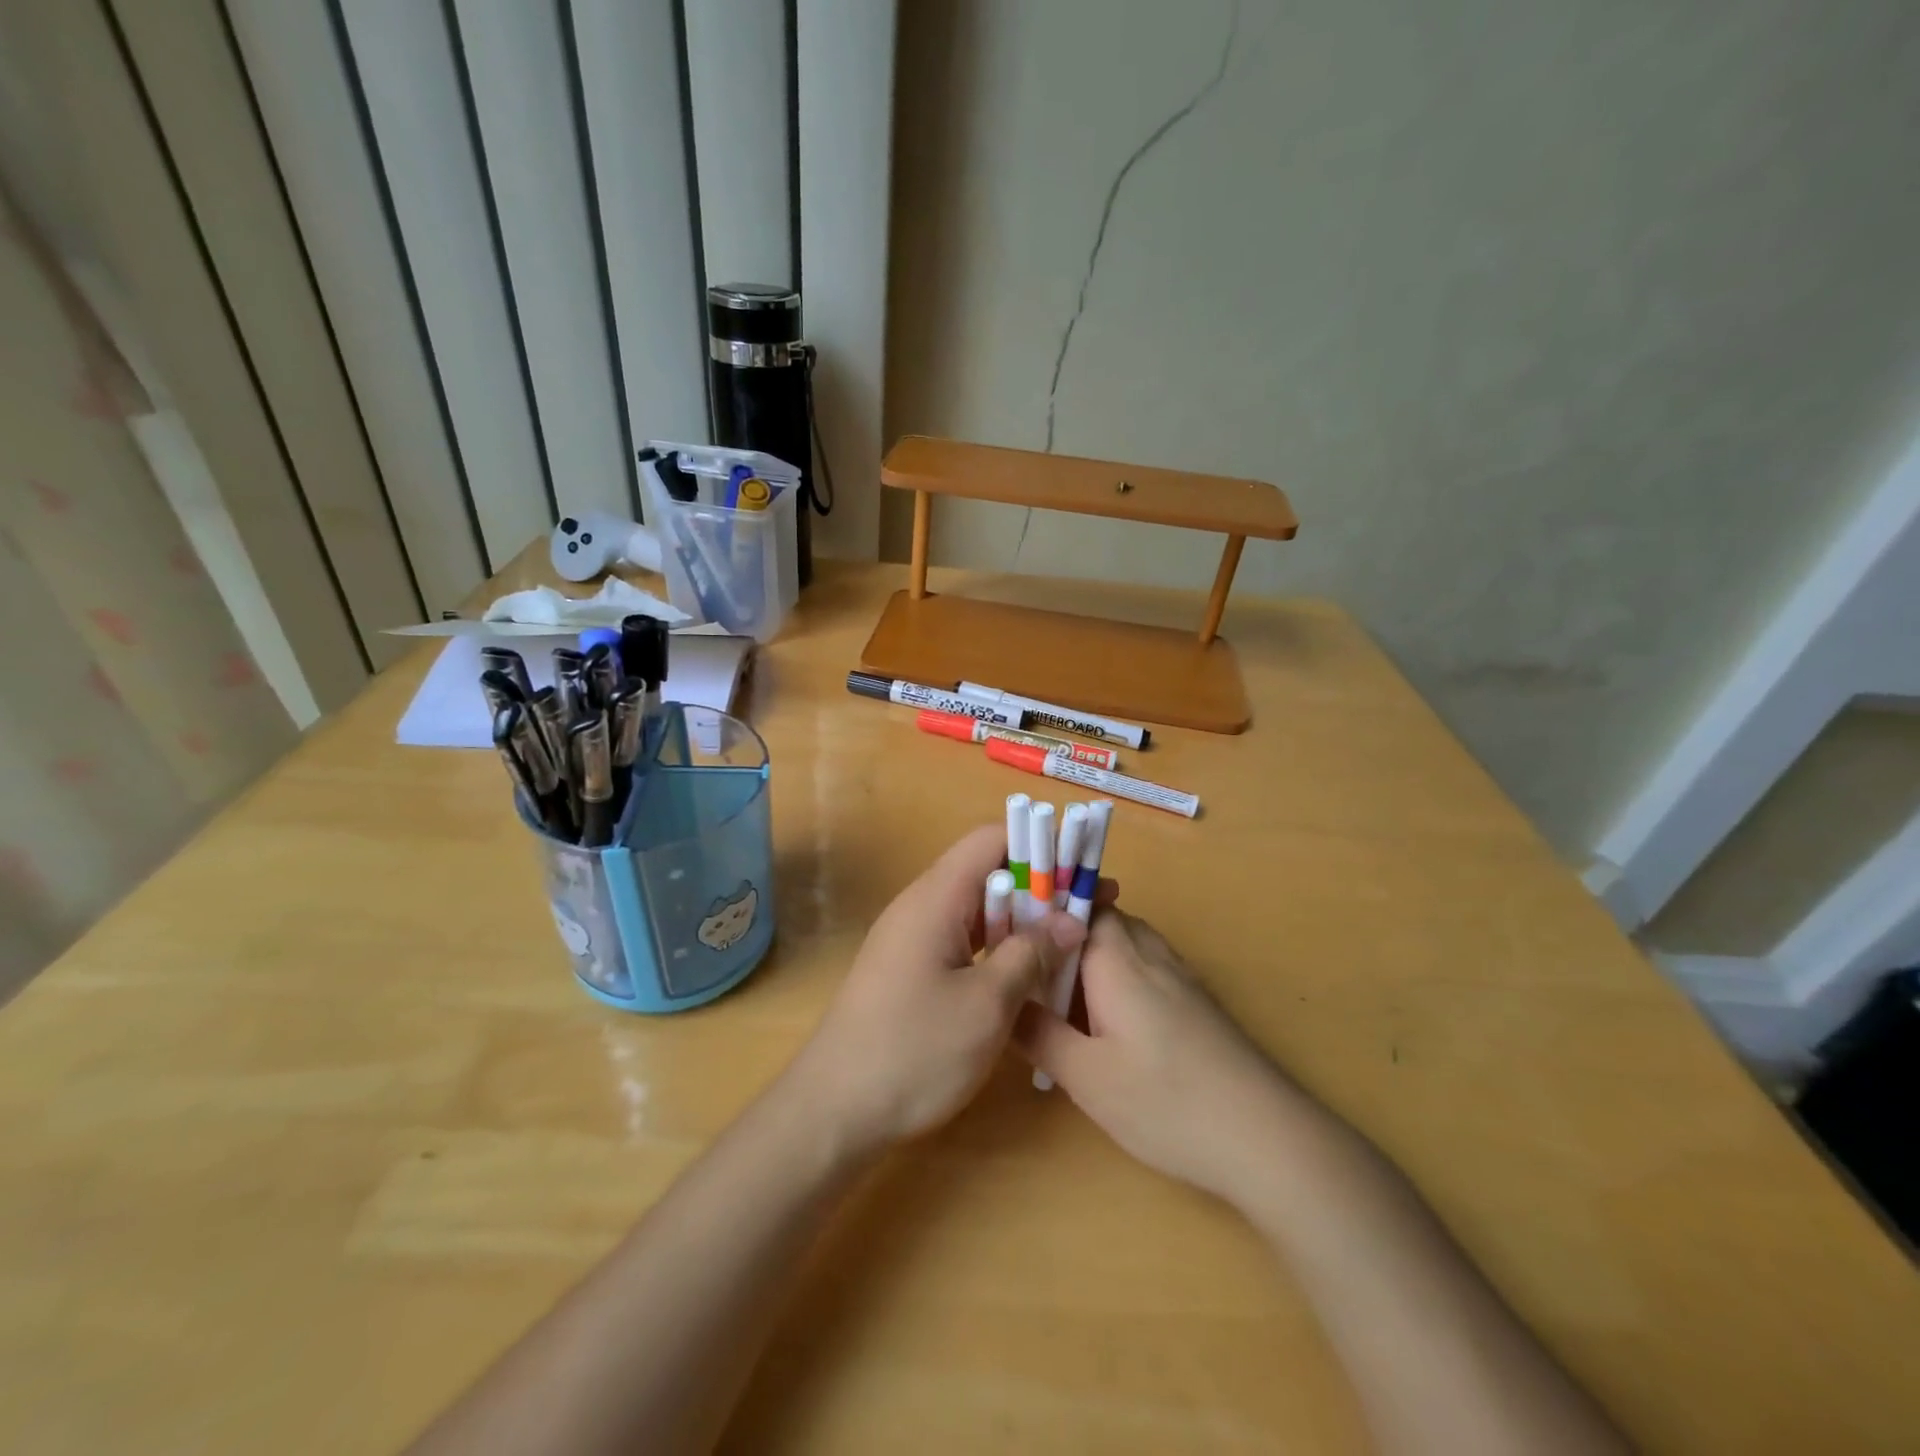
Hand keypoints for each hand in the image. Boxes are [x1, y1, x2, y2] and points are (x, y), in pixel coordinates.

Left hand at [786, 825, 1089, 1155]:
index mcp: (935, 898)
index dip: (1039, 844)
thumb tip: (1071, 920)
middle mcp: (922, 906)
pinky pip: (964, 940)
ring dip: (1023, 919)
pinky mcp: (912, 969)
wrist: (835, 1111)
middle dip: (1041, 885)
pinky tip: (1029, 971)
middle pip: (987, 872)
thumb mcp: (986, 1005)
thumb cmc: (914, 1052)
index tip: (1081, 868)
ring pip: (979, 909)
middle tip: (1092, 908)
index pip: (991, 839)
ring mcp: (913, 938)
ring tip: (1072, 938)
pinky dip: (1000, 946)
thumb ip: (1031, 953)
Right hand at [1015, 910, 1291, 1203]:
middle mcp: (1149, 952)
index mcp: (1117, 957)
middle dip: (1062, 936)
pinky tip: (1107, 1022)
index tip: (1009, 930)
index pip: (1076, 902)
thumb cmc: (1166, 1102)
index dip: (1041, 907)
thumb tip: (1003, 1002)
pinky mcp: (1194, 1000)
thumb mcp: (1086, 1076)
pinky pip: (1144, 966)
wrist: (1265, 1137)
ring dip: (1090, 957)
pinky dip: (1116, 977)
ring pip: (1123, 942)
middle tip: (1029, 973)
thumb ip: (1039, 1033)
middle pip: (1099, 918)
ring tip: (1060, 997)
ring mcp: (1177, 974)